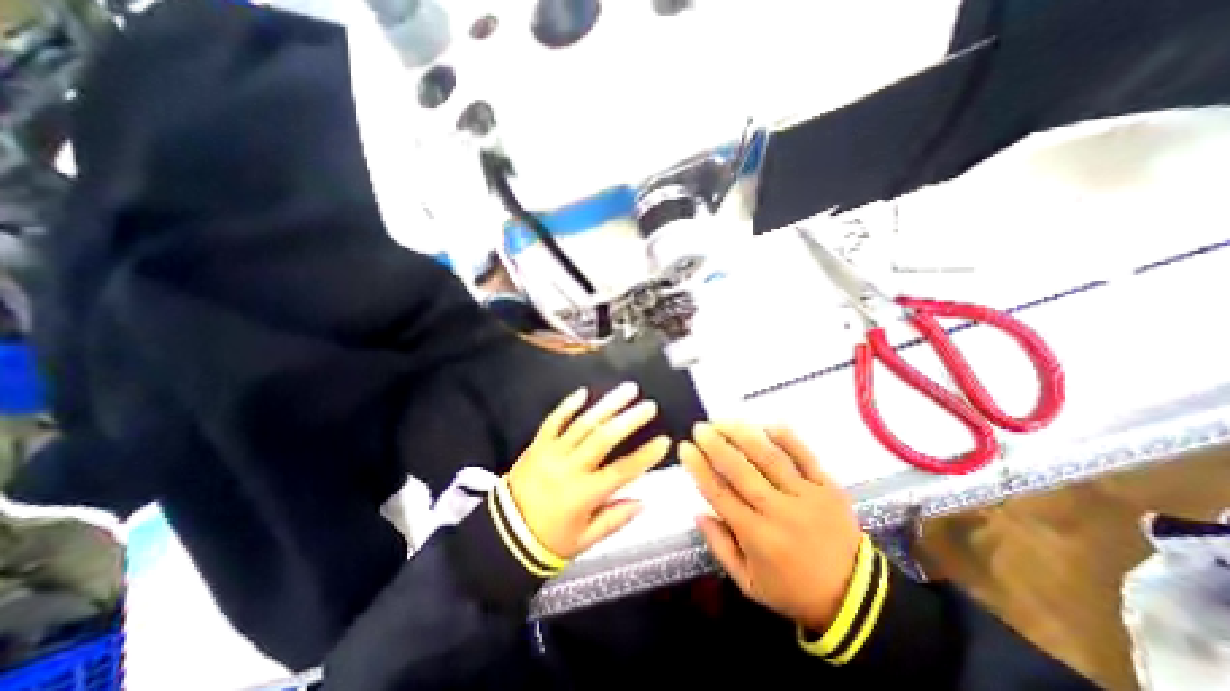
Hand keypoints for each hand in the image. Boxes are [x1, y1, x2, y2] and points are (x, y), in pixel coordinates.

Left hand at [506, 380, 668, 564]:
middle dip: (629, 420)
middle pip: (603, 438)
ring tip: (627, 390)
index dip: (645, 456)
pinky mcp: (537, 445)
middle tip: (649, 406)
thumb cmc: (548, 541)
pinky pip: (554, 420)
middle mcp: (569, 468)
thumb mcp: (584, 541)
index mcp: (584, 494)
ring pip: (583, 423)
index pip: (622, 471)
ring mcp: (551, 453)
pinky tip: (585, 392)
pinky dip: (569, 405)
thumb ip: (615, 519)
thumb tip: (643, 501)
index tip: (664, 441)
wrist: (502, 535)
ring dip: (607, 405)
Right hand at [682, 421, 861, 632]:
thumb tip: (698, 512)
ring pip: (769, 458)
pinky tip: (767, 424)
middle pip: (741, 471)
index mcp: (757, 537)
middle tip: (700, 428)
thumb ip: (720, 547)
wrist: (855, 598)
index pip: (719, 494)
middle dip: (716, 445)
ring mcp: (807, 496)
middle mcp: (779, 512)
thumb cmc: (793, 591)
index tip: (685, 448)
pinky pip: (806, 457)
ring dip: (743, 435)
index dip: (699, 468)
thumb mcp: (749, 583)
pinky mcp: (829, 488)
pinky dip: (787, 438)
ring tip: (723, 421)